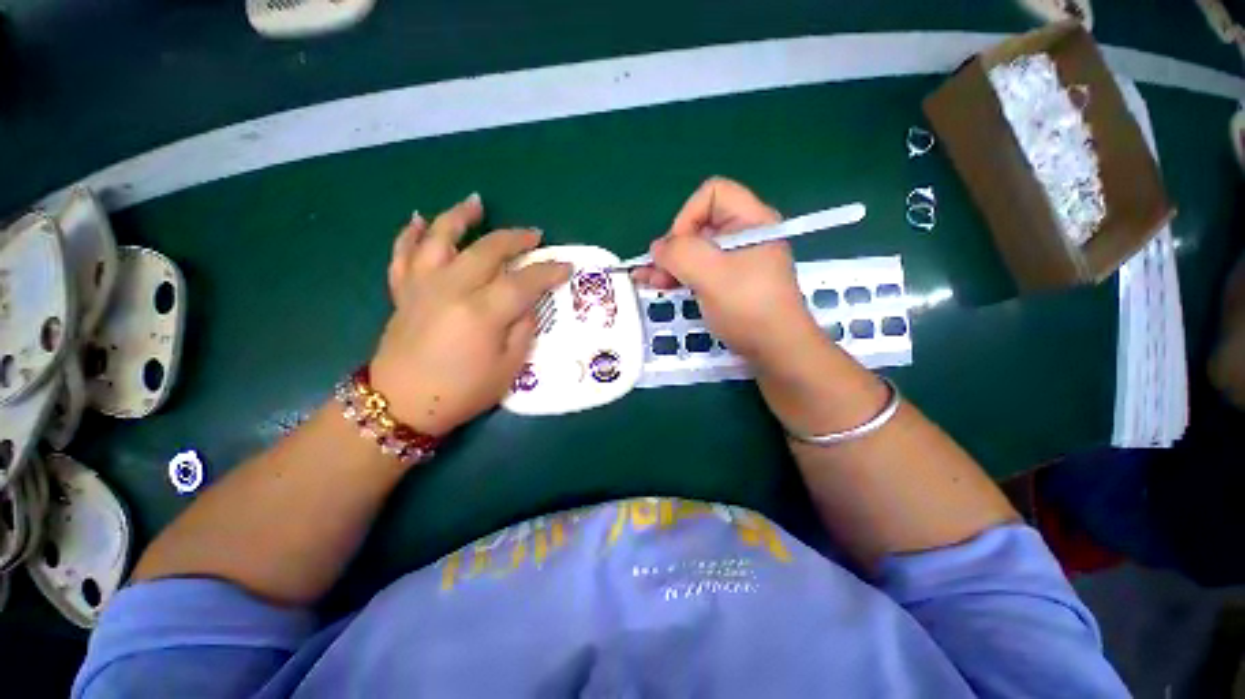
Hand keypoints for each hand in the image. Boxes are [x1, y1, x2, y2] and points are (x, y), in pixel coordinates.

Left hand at [371, 193, 570, 437]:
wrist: (402, 405)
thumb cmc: (462, 392)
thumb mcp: (508, 368)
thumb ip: (523, 330)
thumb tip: (528, 303)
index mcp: (482, 312)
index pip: (524, 281)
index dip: (549, 272)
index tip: (566, 266)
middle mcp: (452, 288)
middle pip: (488, 250)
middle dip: (516, 238)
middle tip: (534, 235)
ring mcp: (423, 286)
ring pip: (440, 238)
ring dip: (459, 216)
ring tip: (475, 203)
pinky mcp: (404, 292)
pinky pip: (402, 254)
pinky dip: (409, 234)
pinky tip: (417, 219)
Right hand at [632, 177, 819, 365]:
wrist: (777, 352)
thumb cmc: (748, 308)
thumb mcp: (712, 275)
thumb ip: (680, 253)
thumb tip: (658, 248)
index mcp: (751, 221)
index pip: (712, 194)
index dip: (688, 216)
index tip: (678, 249)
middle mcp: (745, 235)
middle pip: (700, 224)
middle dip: (674, 247)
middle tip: (655, 272)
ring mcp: (738, 261)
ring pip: (697, 250)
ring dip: (671, 264)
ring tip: (649, 282)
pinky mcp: (731, 283)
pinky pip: (701, 270)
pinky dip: (680, 276)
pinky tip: (660, 286)